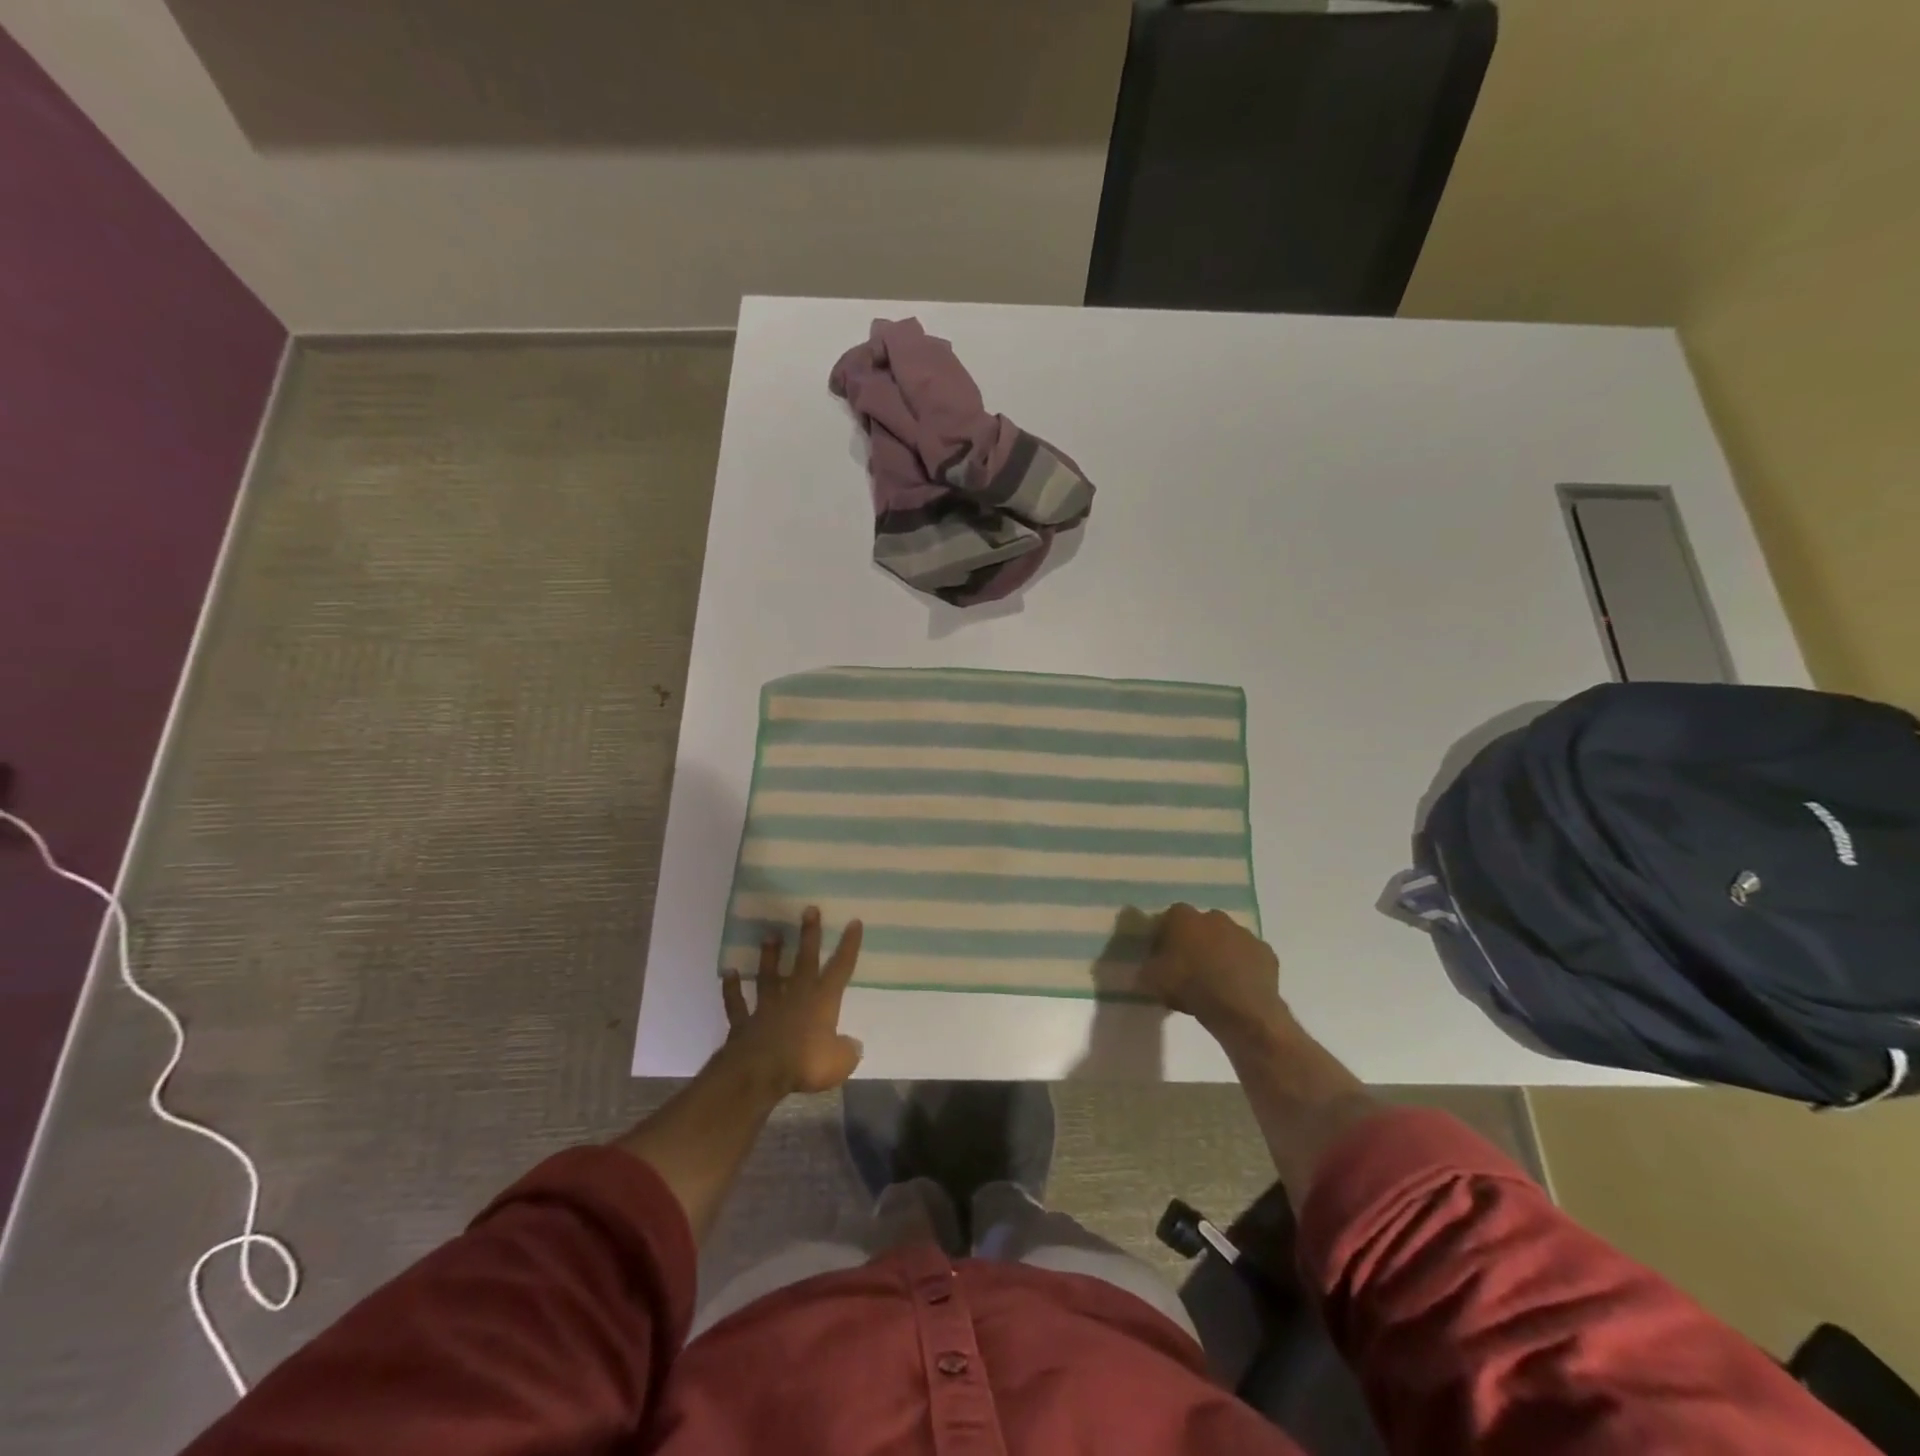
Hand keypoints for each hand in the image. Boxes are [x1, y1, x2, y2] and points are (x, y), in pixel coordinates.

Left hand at [719, 908, 864, 1095]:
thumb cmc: (806, 1063)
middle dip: (809, 935)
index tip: (854, 922)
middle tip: (808, 909)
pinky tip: (728, 973)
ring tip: (769, 935)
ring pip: (769, 976)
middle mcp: (795, 997)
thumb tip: (853, 1046)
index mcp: (822, 1002)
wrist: (759, 1074)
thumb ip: (847, 1052)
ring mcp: (767, 1008)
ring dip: (769, 956)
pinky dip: (732, 989)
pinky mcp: (744, 1023)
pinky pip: (737, 1003)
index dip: (849, 946)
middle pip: (804, 960)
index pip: (840, 968)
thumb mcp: (839, 1063)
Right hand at [1139, 903, 1285, 1040]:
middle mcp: (1214, 917)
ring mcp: (1244, 933)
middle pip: (1200, 926)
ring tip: (1215, 982)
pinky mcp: (1266, 952)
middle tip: (1189, 969)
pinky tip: (1237, 989)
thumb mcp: (1152, 981)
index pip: (1168, 920)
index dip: (1164, 938)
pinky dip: (1243, 968)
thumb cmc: (1190, 986)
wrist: (1240, 1009)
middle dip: (1195, 942)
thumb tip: (1146, 969)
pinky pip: (1249, 958)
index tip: (1163, 958)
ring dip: (1221, 954)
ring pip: (1227, 940)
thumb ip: (1147, 969)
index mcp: (1183, 917)